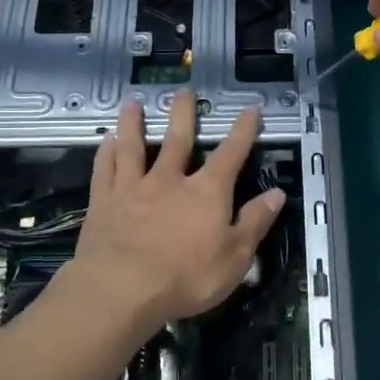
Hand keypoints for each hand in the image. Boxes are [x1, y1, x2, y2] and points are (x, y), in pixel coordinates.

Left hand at [68, 91, 285, 334]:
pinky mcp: (103, 202)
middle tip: (184, 91)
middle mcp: (169, 180)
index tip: (251, 109)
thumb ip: (254, 222)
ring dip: (134, 124)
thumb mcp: (235, 257)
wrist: (122, 289)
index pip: (231, 154)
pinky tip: (105, 142)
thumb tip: (277, 194)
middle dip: (183, 114)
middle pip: (178, 140)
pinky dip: (105, 153)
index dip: (243, 131)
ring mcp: (132, 188)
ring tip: (133, 104)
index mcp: (206, 192)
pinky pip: (104, 170)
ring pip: (134, 147)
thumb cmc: (186, 277)